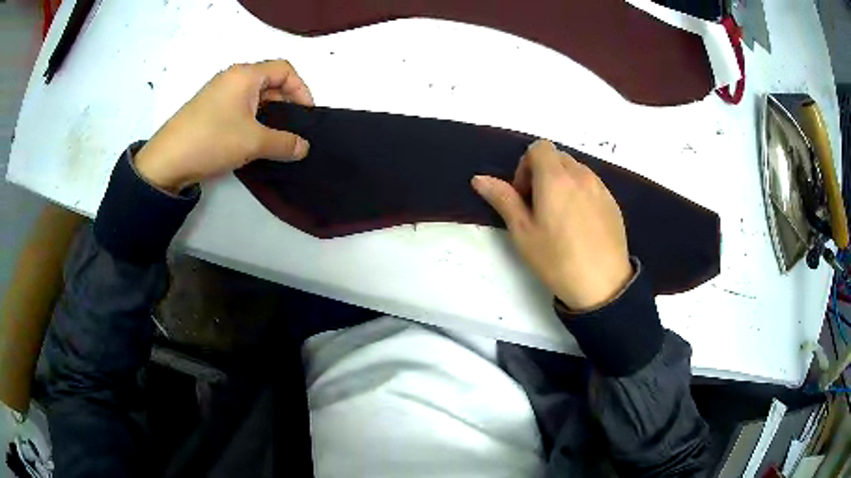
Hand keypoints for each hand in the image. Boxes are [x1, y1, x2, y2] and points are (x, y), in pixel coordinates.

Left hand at [135, 60, 314, 192]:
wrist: (166, 161)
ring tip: (275, 137)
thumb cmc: (212, 140)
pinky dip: (251, 119)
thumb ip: (284, 143)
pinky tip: (252, 140)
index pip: (285, 70)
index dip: (301, 89)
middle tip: (293, 128)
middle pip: (269, 81)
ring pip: (253, 96)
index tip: (306, 115)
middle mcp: (232, 78)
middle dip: (286, 102)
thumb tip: (303, 147)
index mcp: (245, 75)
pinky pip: (238, 107)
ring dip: (269, 114)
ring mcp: (217, 94)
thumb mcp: (253, 142)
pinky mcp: (208, 110)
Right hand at [472, 140, 631, 310]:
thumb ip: (503, 199)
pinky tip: (580, 225)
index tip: (524, 194)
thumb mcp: (523, 232)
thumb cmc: (557, 259)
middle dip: (543, 173)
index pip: (539, 147)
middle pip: (557, 157)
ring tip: (560, 217)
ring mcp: (600, 188)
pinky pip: (592, 185)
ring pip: (576, 170)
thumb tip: (479, 178)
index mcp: (555, 178)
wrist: (603, 285)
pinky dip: (580, 193)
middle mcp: (581, 175)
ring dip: (563, 183)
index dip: (526, 165)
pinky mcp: (613, 202)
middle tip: (538, 206)